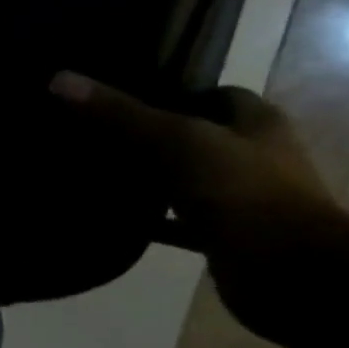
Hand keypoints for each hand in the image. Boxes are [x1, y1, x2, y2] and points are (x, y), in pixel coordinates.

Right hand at [50, 71, 348, 339]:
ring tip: (100, 176)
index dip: (175, 94)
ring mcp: (243, 198)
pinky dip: (153, 223)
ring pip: (189, 181)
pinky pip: (181, 224)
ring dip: (154, 181)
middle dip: (156, 138)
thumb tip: (60, 78)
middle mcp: (255, 156)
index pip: (217, 96)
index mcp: (257, 123)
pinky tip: (116, 221)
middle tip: (100, 138)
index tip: (126, 102)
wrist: (288, 269)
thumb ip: (119, 113)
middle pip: (200, 138)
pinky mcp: (227, 237)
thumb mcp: (173, 141)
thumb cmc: (240, 190)